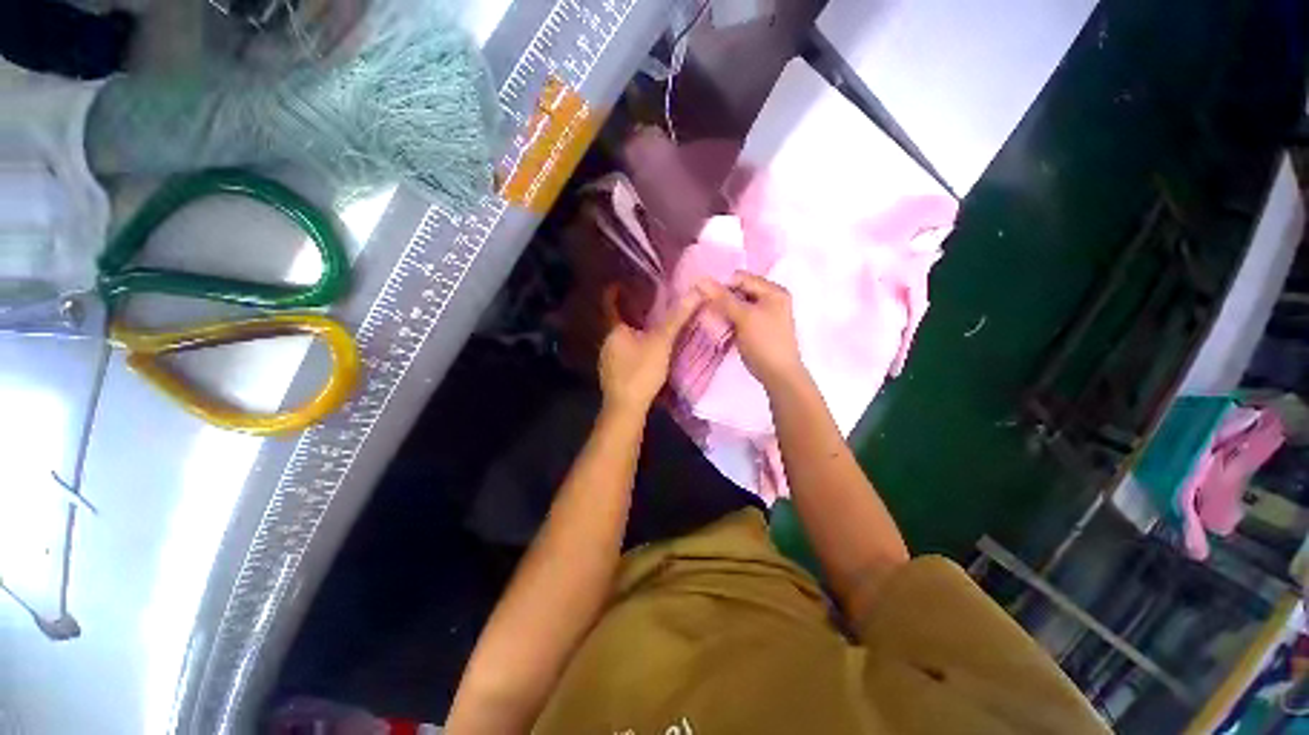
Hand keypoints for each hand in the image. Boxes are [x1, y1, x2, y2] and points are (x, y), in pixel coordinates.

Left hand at [598, 283, 703, 411]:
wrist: (626, 408)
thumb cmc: (641, 371)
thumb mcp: (662, 342)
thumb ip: (678, 318)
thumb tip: (696, 291)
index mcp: (614, 330)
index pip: (609, 303)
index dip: (615, 290)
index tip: (623, 282)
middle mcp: (606, 342)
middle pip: (615, 321)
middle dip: (629, 313)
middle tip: (646, 304)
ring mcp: (606, 360)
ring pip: (619, 339)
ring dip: (631, 332)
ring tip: (647, 327)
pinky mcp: (611, 375)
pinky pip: (621, 353)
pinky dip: (631, 347)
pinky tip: (643, 354)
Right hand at [702, 272, 806, 388]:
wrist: (779, 375)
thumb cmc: (764, 342)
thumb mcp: (744, 317)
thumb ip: (723, 298)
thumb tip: (701, 280)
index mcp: (773, 290)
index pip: (741, 278)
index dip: (722, 285)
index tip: (705, 298)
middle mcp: (771, 298)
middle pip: (740, 290)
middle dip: (723, 299)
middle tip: (707, 310)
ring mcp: (766, 314)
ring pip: (739, 305)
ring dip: (725, 311)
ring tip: (712, 320)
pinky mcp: (759, 328)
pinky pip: (741, 317)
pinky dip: (730, 320)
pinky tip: (721, 328)